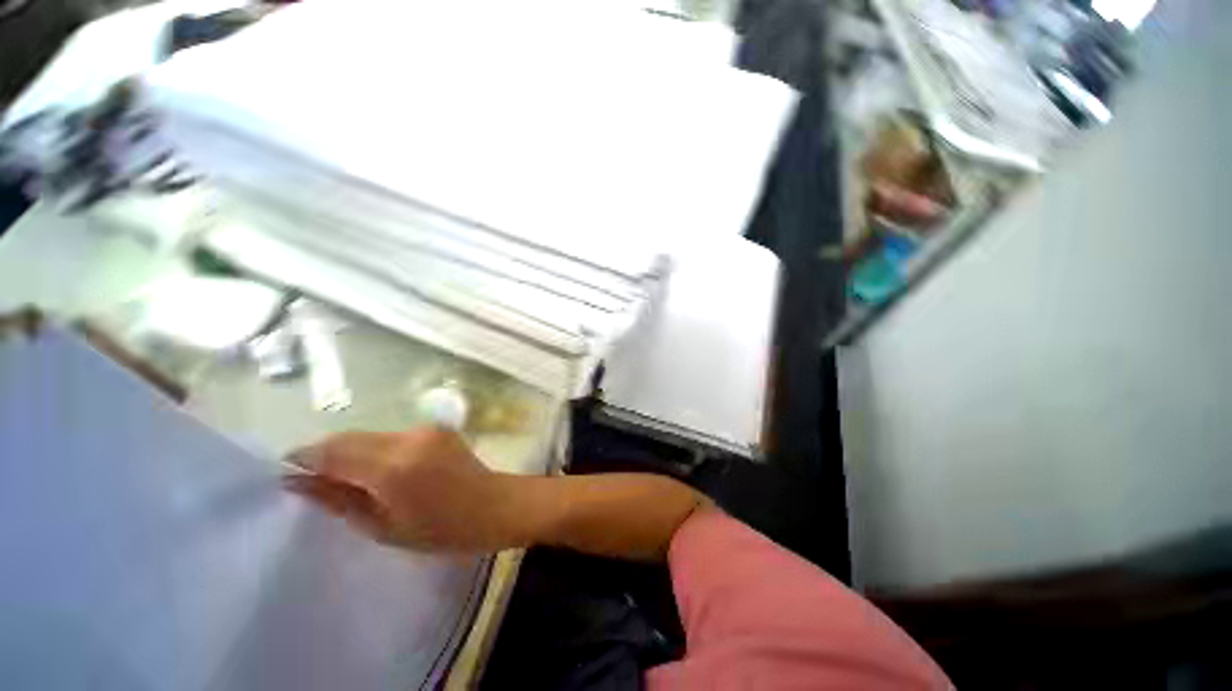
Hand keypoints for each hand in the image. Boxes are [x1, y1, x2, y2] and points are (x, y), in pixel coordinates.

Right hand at [283, 427, 519, 551]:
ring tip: (347, 480)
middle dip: (325, 455)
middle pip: (349, 438)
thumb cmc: (441, 530)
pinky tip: (378, 471)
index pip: (333, 451)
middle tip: (313, 482)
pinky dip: (375, 449)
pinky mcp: (436, 428)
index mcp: (393, 467)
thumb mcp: (383, 527)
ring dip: (351, 452)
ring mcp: (425, 429)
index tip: (285, 473)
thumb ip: (338, 500)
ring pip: (370, 435)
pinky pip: (392, 435)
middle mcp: (408, 438)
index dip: (304, 458)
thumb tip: (295, 481)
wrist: (494, 505)